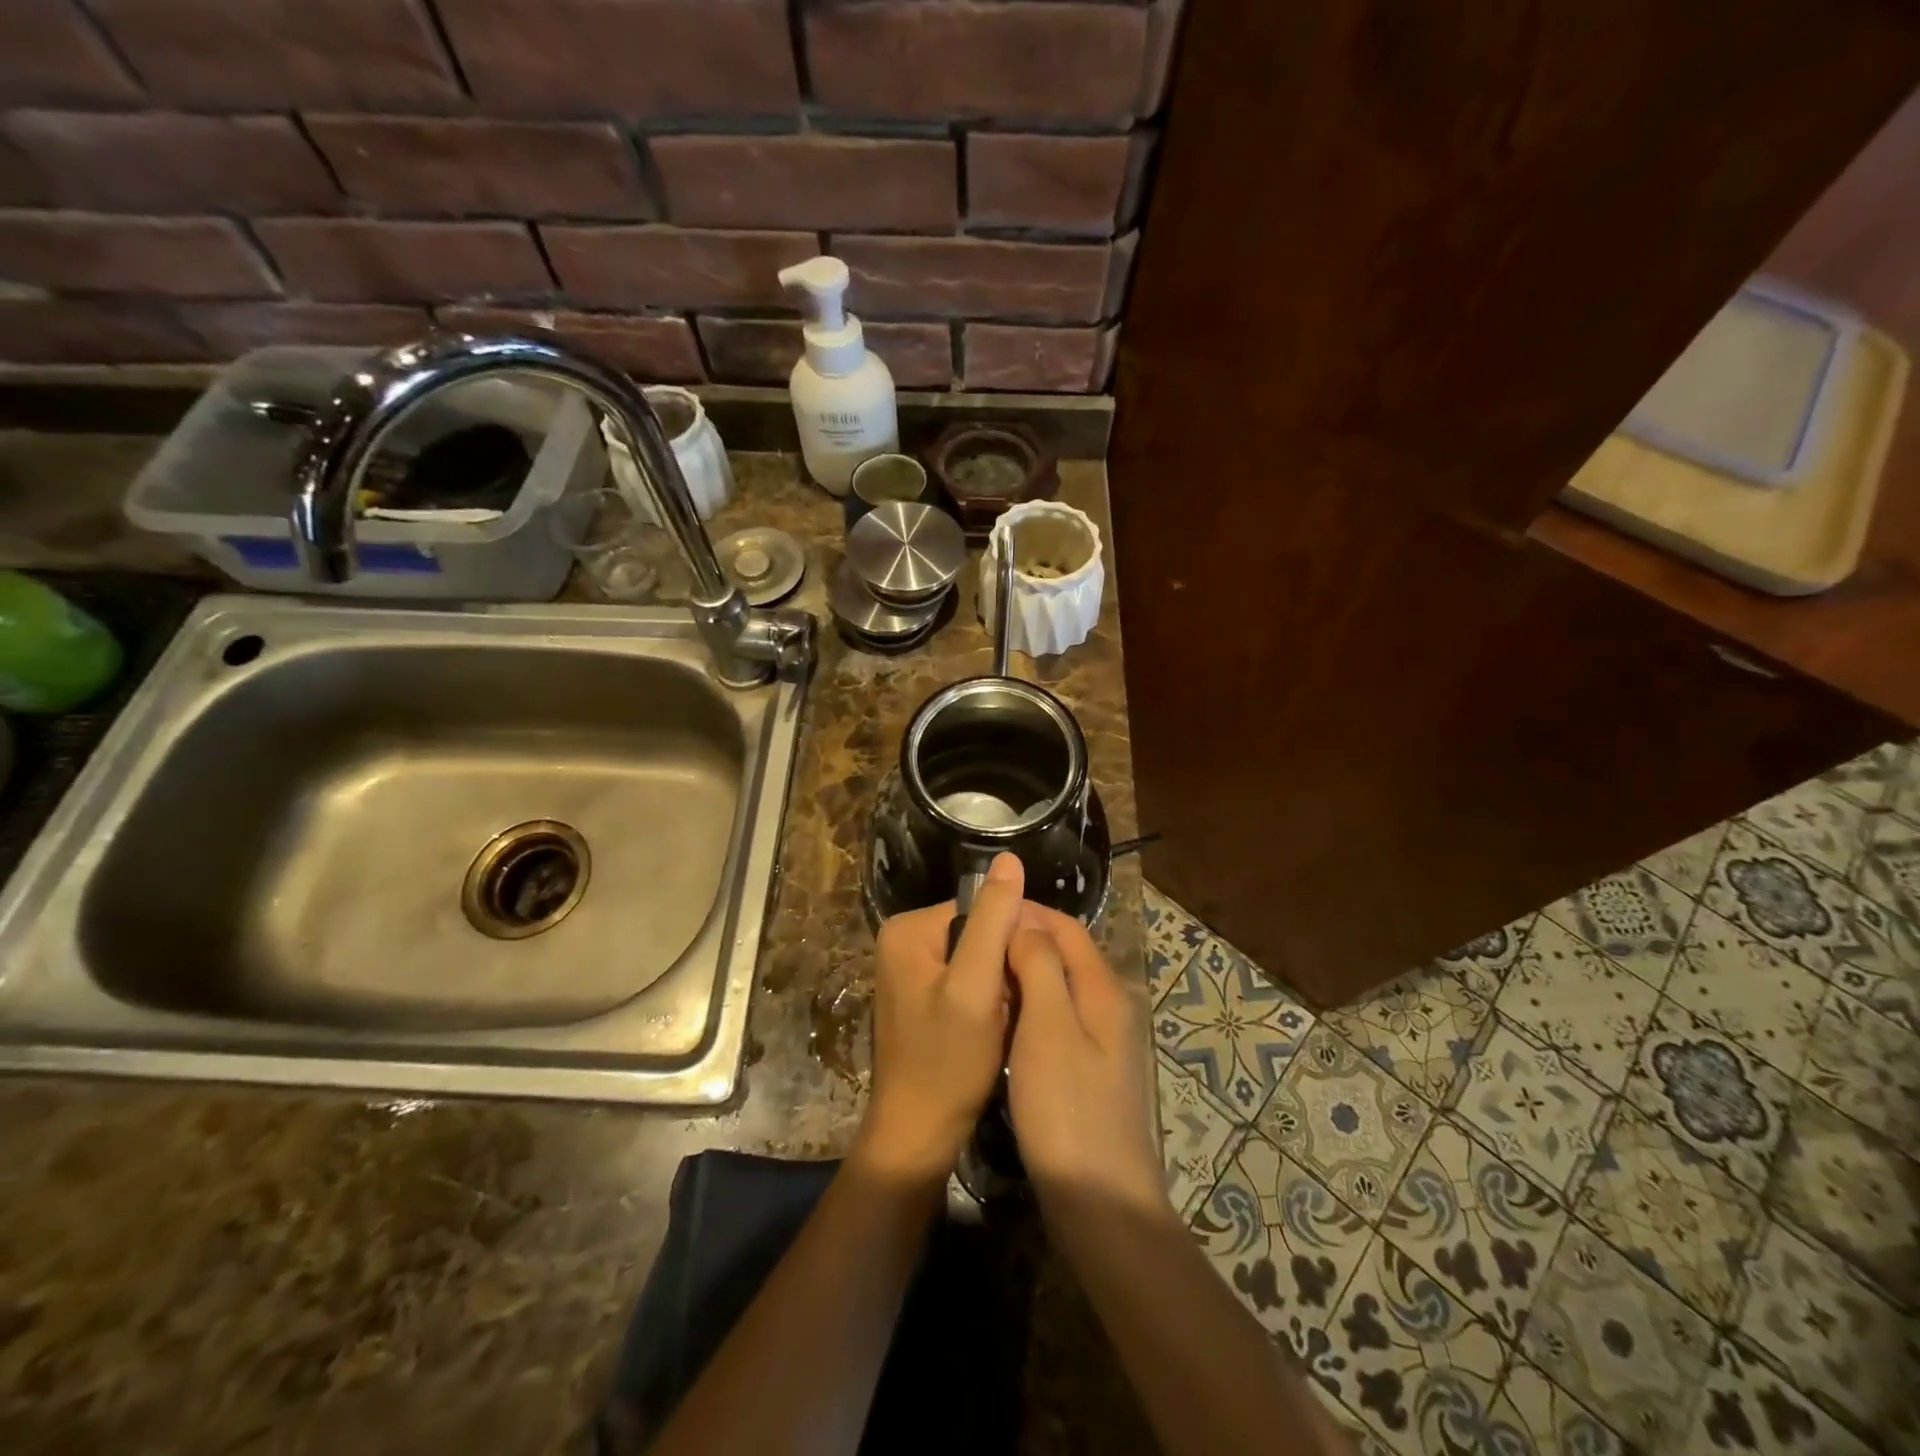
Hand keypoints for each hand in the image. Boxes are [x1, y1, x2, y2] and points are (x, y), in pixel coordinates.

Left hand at [858, 853, 1025, 1182]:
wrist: (918, 1135)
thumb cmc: (947, 1062)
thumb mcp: (975, 986)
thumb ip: (993, 921)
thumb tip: (1009, 858)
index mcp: (907, 929)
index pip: (980, 908)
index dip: (1014, 937)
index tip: (1034, 972)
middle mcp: (902, 940)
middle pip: (978, 932)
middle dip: (1005, 964)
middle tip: (1019, 1002)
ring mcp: (910, 970)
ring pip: (978, 958)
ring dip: (1000, 984)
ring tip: (1009, 1017)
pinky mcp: (921, 996)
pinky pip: (967, 980)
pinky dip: (988, 999)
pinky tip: (996, 1026)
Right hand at [1005, 905, 1170, 1224]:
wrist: (1099, 1201)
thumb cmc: (1067, 1108)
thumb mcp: (1048, 1027)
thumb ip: (1040, 966)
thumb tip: (1026, 922)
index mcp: (1103, 989)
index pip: (1066, 927)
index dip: (1028, 913)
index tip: (983, 911)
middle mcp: (1107, 1007)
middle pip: (1064, 954)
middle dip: (1022, 940)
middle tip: (974, 943)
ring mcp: (1099, 1042)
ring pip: (1057, 987)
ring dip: (1022, 974)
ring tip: (981, 975)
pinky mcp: (1085, 1071)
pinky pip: (1054, 1019)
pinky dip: (1028, 1007)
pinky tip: (1001, 1020)